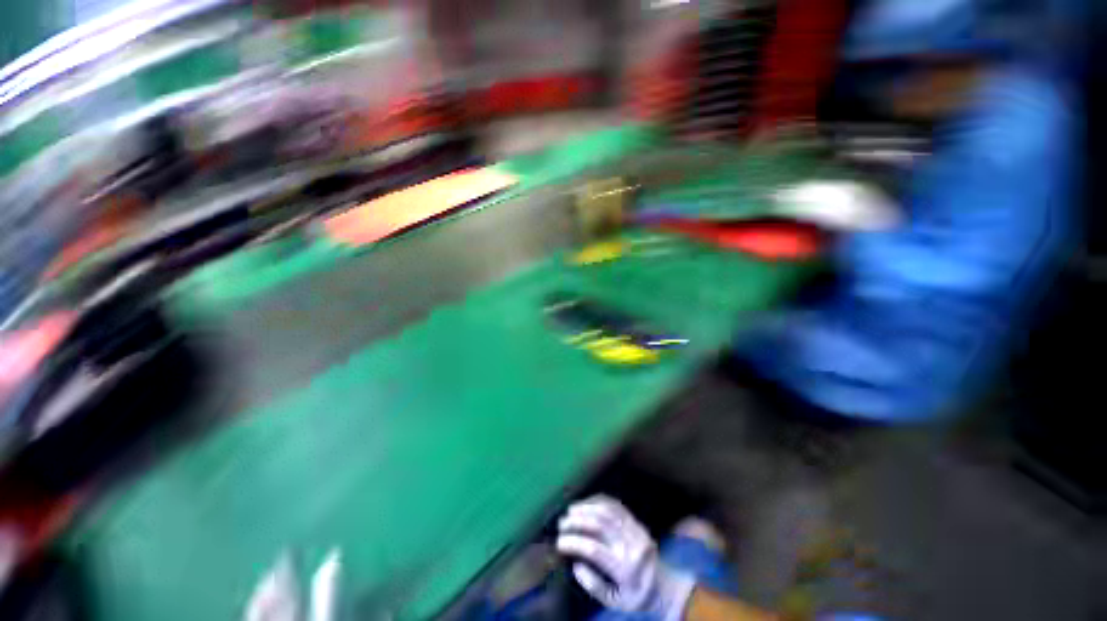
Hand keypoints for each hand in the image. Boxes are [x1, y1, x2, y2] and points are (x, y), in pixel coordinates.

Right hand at [556, 496, 695, 620]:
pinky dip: (599, 500)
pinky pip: (616, 505)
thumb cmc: (636, 596)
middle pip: (599, 525)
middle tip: (562, 523)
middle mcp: (630, 545)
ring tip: (571, 510)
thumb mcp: (615, 601)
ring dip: (586, 507)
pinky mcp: (636, 521)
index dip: (574, 543)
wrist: (665, 587)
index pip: (594, 550)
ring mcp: (634, 529)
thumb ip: (594, 585)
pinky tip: (588, 502)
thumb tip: (576, 564)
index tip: (559, 542)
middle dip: (577, 521)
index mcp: (624, 568)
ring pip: (607, 510)